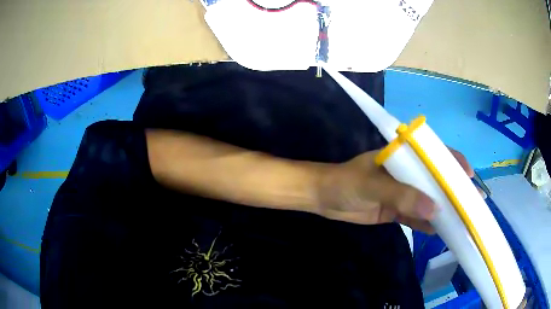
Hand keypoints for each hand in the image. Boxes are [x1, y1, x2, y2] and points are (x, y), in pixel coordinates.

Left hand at [316, 148, 473, 232]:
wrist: (324, 199)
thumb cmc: (347, 183)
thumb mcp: (374, 185)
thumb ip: (403, 195)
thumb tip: (435, 209)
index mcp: (404, 156)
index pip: (434, 155)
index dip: (453, 162)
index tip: (469, 176)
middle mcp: (407, 173)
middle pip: (436, 180)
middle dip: (454, 190)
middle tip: (472, 203)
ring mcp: (403, 193)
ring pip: (428, 200)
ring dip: (443, 209)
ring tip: (461, 220)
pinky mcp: (396, 210)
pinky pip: (416, 217)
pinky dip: (427, 224)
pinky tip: (440, 231)